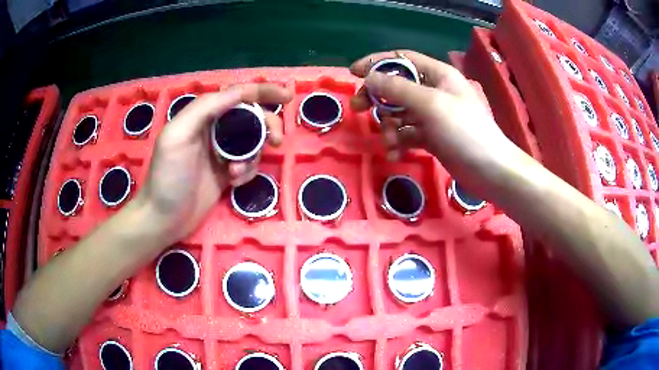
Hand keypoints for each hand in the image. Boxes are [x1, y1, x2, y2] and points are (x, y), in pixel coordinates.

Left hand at [136, 84, 291, 243]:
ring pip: (253, 142)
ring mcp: (222, 152)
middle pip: (251, 117)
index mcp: (203, 115)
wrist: (164, 218)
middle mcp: (214, 129)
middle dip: (267, 125)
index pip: (238, 95)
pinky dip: (247, 172)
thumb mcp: (178, 136)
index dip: (263, 92)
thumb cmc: (168, 176)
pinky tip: (233, 182)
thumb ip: (205, 108)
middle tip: (276, 140)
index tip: (287, 96)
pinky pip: (248, 164)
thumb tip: (239, 92)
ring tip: (237, 172)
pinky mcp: (227, 173)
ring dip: (253, 155)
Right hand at [350, 51, 519, 193]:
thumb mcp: (430, 104)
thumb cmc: (464, 131)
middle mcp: (434, 91)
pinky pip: (407, 133)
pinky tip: (396, 154)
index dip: (377, 63)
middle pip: (396, 86)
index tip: (354, 73)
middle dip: (377, 97)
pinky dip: (399, 142)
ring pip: (399, 112)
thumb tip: (369, 77)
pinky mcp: (432, 136)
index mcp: (438, 75)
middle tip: (357, 109)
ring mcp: (433, 115)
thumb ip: (398, 89)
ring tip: (389, 142)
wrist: (489, 170)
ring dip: (388, 126)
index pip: (402, 59)